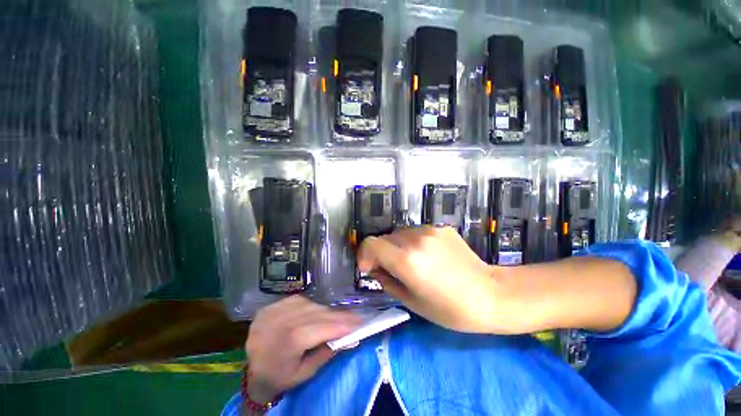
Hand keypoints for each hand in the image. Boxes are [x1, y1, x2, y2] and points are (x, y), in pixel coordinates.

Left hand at [245, 296, 361, 402]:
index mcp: (289, 341)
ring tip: (338, 315)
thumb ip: (327, 352)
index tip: (359, 321)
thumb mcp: (306, 373)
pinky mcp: (272, 306)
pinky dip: (312, 305)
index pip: (323, 327)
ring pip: (310, 305)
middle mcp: (282, 320)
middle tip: (354, 317)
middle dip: (338, 315)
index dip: (343, 323)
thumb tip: (349, 337)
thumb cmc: (281, 377)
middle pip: (318, 313)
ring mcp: (275, 310)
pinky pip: (299, 300)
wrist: (251, 374)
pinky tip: (318, 311)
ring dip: (326, 310)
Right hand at [356, 226, 500, 332]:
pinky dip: (414, 243)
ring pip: (400, 233)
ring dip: (398, 247)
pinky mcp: (441, 227)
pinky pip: (417, 232)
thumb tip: (374, 267)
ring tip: (413, 263)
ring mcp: (430, 230)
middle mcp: (415, 238)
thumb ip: (386, 280)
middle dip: (382, 253)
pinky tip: (430, 256)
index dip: (364, 254)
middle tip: (392, 269)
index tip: (369, 268)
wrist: (490, 294)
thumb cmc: (449, 309)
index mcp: (406, 260)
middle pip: (384, 238)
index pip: (370, 243)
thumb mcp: (410, 301)